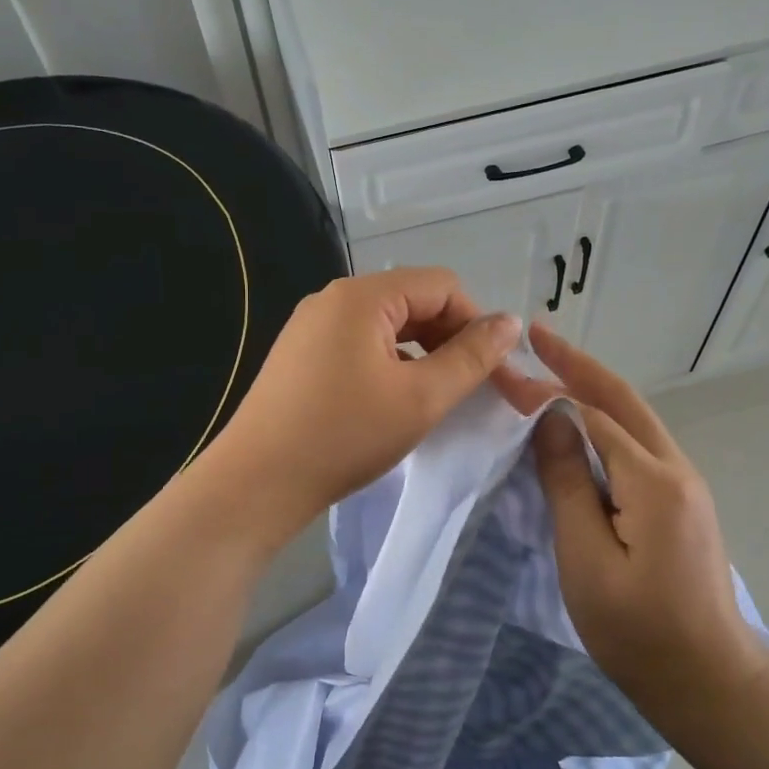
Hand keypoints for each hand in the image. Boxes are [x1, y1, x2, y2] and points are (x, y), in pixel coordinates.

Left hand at [206, 269, 520, 539]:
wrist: (258, 482)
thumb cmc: (345, 436)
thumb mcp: (421, 397)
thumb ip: (471, 357)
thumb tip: (510, 322)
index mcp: (363, 296)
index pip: (442, 286)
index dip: (476, 323)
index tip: (492, 371)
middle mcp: (334, 299)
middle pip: (413, 302)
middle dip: (450, 339)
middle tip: (471, 389)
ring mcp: (312, 326)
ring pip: (388, 326)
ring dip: (422, 355)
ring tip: (436, 398)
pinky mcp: (301, 355)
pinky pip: (360, 345)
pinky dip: (389, 365)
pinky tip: (395, 402)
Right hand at [522, 323, 768, 714]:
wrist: (710, 680)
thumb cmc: (639, 629)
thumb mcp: (588, 558)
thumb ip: (568, 484)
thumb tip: (550, 422)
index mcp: (654, 480)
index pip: (592, 415)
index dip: (548, 391)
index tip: (506, 373)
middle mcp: (676, 470)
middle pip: (623, 402)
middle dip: (579, 366)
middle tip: (539, 336)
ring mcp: (685, 487)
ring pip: (634, 422)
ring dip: (593, 391)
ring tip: (553, 369)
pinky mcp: (681, 505)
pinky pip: (638, 448)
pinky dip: (605, 424)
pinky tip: (581, 426)